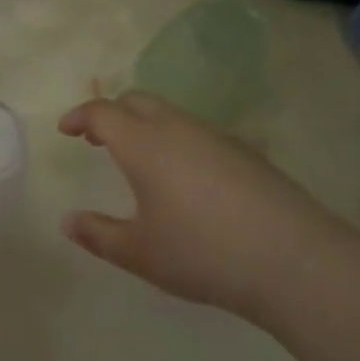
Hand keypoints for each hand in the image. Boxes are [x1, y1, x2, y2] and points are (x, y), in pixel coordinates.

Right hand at [59, 92, 355, 327]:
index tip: (66, 130)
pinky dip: (176, 140)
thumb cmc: (202, 252)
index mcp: (144, 144)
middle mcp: (177, 128)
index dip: (80, 116)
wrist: (293, 259)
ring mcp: (215, 136)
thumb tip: (68, 222)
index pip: (103, 112)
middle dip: (112, 113)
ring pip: (171, 114)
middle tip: (98, 139)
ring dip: (146, 125)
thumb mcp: (140, 252)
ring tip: (140, 160)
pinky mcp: (245, 152)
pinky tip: (185, 178)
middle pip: (137, 101)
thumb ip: (98, 235)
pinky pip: (198, 132)